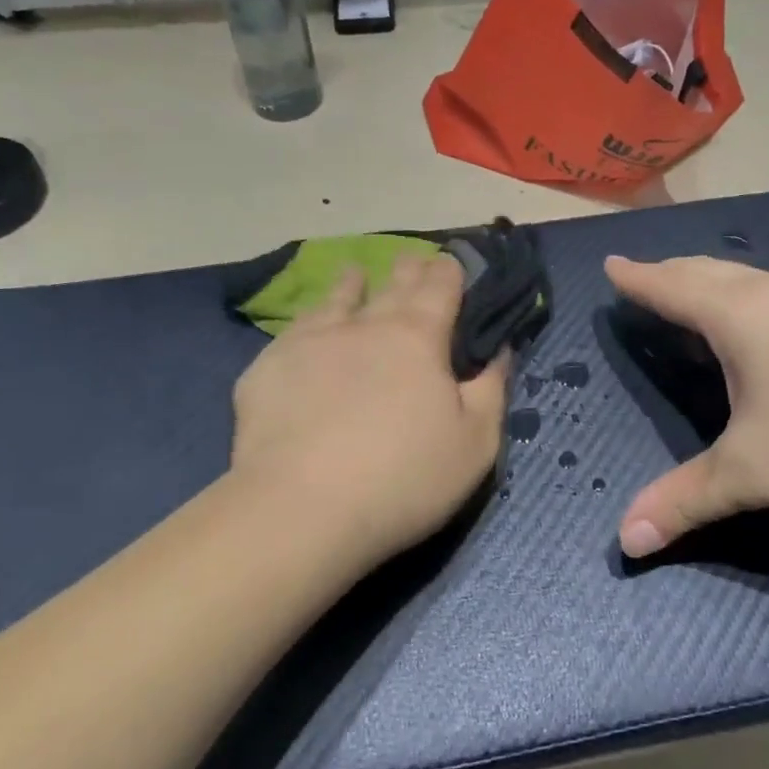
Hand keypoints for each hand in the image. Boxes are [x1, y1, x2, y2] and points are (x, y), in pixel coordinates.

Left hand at [230, 252, 508, 569]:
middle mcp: (365, 325)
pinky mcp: (268, 367)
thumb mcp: (476, 443)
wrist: (302, 510)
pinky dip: (309, 323)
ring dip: (351, 283)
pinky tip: (304, 330)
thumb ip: (492, 389)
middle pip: (392, 285)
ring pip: (336, 299)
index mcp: (418, 337)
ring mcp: (311, 341)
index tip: (451, 262)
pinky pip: (294, 332)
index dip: (449, 270)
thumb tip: (500, 350)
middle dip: (407, 269)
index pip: (440, 286)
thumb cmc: (404, 478)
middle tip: (411, 259)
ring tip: (354, 272)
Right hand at [604, 256, 768, 557]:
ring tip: (691, 295)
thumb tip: (625, 540)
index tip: (611, 263)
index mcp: (734, 314)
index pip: (668, 286)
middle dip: (667, 273)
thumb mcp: (754, 472)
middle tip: (643, 277)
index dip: (636, 277)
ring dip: (707, 281)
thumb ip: (686, 500)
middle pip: (703, 270)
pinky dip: (742, 295)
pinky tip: (759, 324)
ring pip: (742, 277)